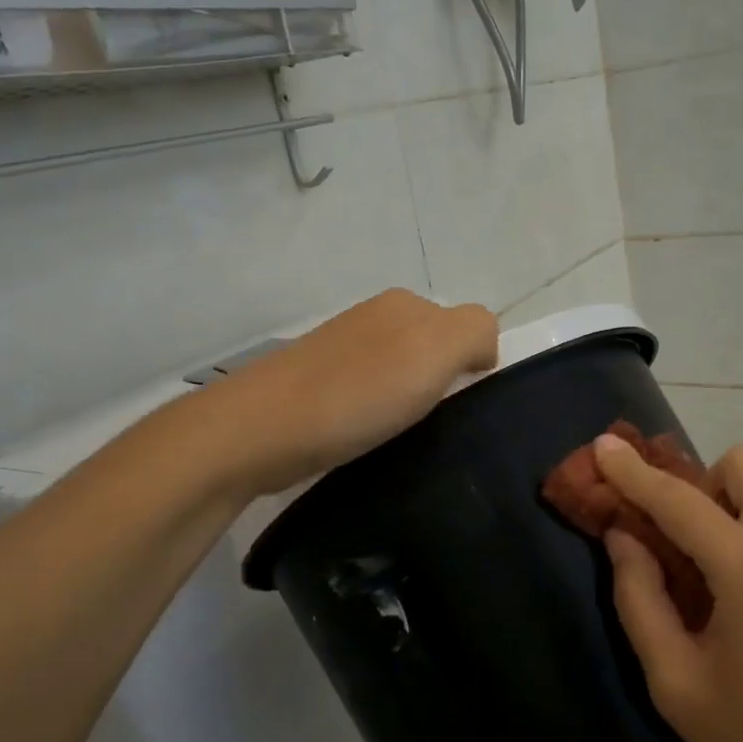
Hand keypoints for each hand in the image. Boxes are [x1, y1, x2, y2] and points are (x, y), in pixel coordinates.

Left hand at [229, 290, 497, 495]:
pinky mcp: (318, 385)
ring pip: (402, 373)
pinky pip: (371, 395)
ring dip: (410, 403)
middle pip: (434, 350)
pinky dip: (380, 416)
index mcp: (405, 304)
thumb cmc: (359, 392)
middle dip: (443, 384)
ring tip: (402, 436)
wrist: (261, 430)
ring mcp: (342, 351)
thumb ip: (475, 331)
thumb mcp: (436, 348)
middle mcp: (374, 318)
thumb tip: (481, 350)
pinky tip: (371, 437)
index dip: (474, 366)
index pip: (467, 327)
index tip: (462, 406)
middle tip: (436, 423)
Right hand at [594, 436, 742, 741]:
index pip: (678, 501)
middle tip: (687, 542)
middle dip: (700, 486)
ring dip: (735, 496)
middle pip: (738, 464)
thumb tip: (622, 536)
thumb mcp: (675, 683)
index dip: (633, 472)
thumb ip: (639, 599)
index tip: (602, 446)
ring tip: (724, 554)